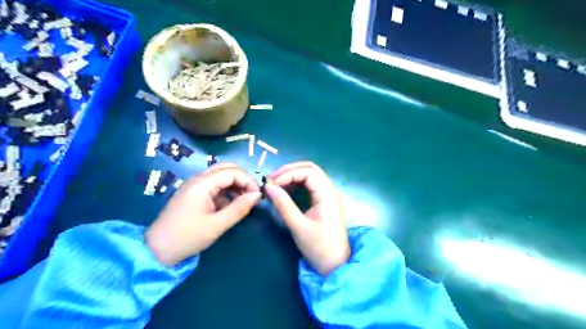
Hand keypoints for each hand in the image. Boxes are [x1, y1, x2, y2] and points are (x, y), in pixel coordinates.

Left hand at [145, 162, 258, 266]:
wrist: (156, 250)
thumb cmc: (187, 237)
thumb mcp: (217, 225)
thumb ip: (239, 208)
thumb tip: (257, 195)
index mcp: (202, 184)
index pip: (232, 172)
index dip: (248, 181)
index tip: (257, 196)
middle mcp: (198, 179)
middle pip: (226, 168)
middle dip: (242, 179)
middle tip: (251, 195)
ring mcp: (195, 185)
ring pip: (221, 175)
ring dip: (235, 184)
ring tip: (243, 201)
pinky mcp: (194, 193)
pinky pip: (214, 185)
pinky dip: (226, 191)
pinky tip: (230, 205)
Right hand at [264, 161, 346, 275]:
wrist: (335, 265)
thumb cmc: (318, 247)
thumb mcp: (298, 226)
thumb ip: (283, 205)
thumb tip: (269, 186)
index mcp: (327, 195)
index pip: (308, 172)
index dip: (288, 174)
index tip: (272, 184)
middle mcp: (330, 191)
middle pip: (311, 169)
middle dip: (290, 170)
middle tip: (272, 180)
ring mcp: (329, 195)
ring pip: (311, 175)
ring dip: (293, 176)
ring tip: (276, 184)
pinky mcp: (325, 201)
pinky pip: (311, 185)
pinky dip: (298, 183)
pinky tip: (286, 191)